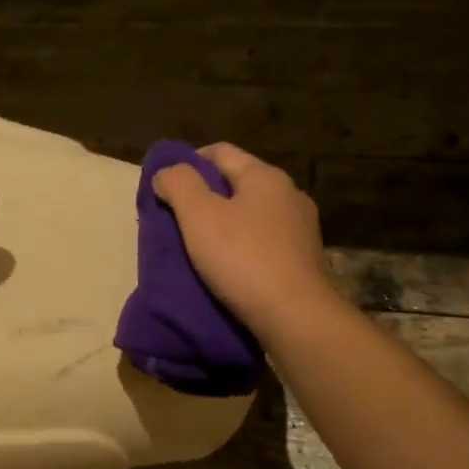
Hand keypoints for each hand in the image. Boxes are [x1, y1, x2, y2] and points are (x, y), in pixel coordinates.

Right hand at [153, 142, 331, 339]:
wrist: (295, 316)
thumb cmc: (242, 258)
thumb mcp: (199, 215)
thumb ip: (179, 185)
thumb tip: (166, 172)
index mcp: (265, 176)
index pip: (220, 152)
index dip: (188, 162)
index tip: (165, 186)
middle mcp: (289, 194)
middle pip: (237, 183)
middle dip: (205, 196)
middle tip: (176, 219)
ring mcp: (301, 229)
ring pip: (251, 214)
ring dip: (224, 224)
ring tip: (198, 246)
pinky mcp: (303, 260)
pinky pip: (264, 242)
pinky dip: (242, 247)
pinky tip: (227, 267)